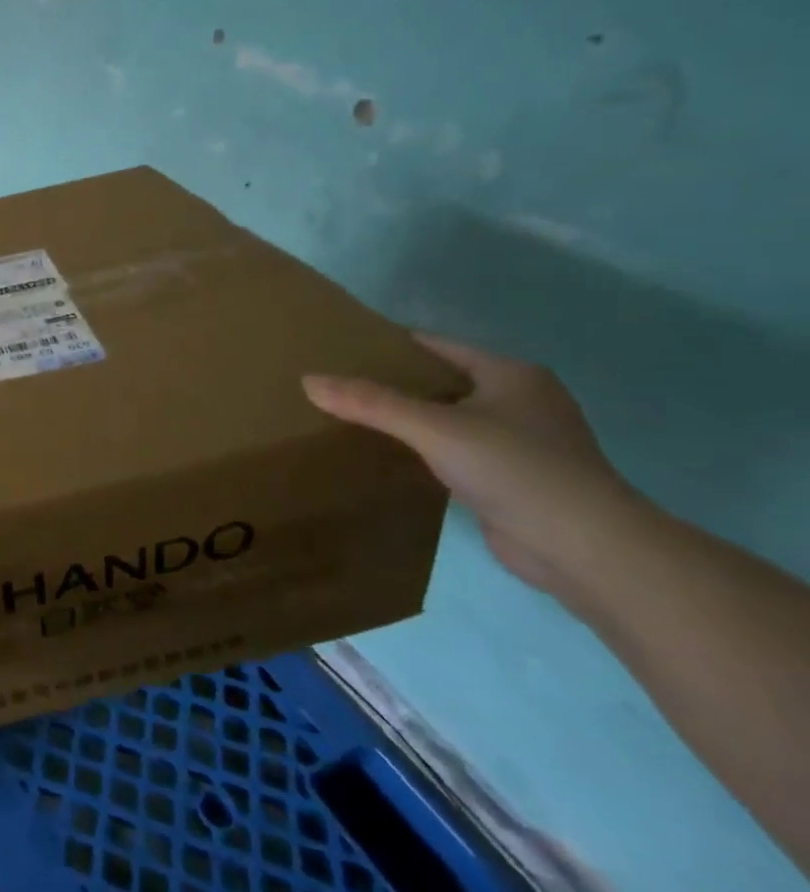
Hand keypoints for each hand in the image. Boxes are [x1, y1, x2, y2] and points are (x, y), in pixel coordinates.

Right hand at [302, 335, 645, 607]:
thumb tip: (308, 380)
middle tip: (338, 385)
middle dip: (394, 383)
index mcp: (512, 374)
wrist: (584, 547)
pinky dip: (425, 450)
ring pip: (449, 418)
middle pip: (443, 381)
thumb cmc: (515, 468)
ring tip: (353, 418)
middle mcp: (521, 401)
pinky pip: (456, 451)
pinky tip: (390, 457)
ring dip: (410, 419)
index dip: (391, 345)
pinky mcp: (514, 479)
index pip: (438, 346)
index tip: (341, 349)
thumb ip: (371, 403)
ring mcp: (521, 442)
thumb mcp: (433, 428)